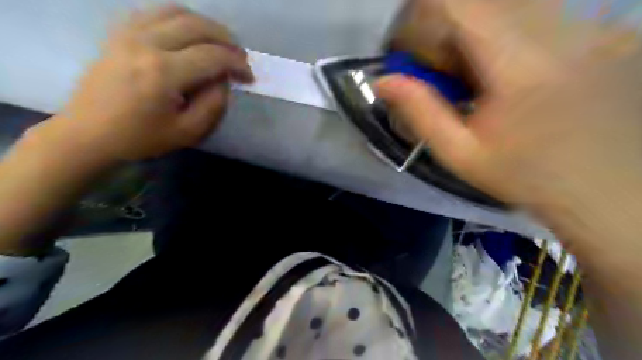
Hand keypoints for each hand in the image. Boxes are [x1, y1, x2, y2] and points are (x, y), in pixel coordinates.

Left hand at [43, 4, 251, 160]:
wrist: (89, 133)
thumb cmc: (141, 137)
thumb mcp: (189, 132)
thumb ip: (214, 104)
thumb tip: (223, 79)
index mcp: (164, 73)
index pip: (213, 56)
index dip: (238, 63)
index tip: (249, 76)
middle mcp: (146, 44)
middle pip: (197, 26)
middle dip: (227, 39)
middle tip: (239, 57)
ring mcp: (128, 33)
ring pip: (176, 11)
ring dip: (205, 24)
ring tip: (218, 43)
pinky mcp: (119, 33)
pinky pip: (154, 12)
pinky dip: (179, 19)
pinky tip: (188, 35)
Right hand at [377, 3, 641, 355]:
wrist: (606, 190)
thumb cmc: (525, 177)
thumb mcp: (461, 154)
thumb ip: (420, 113)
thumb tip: (382, 82)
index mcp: (520, 64)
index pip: (459, 3)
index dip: (420, 13)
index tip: (407, 48)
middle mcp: (561, 29)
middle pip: (479, 2)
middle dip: (444, 31)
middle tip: (443, 74)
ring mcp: (589, 25)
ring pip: (507, 6)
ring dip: (473, 34)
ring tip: (475, 78)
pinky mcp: (602, 29)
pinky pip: (536, 14)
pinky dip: (504, 36)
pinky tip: (507, 74)